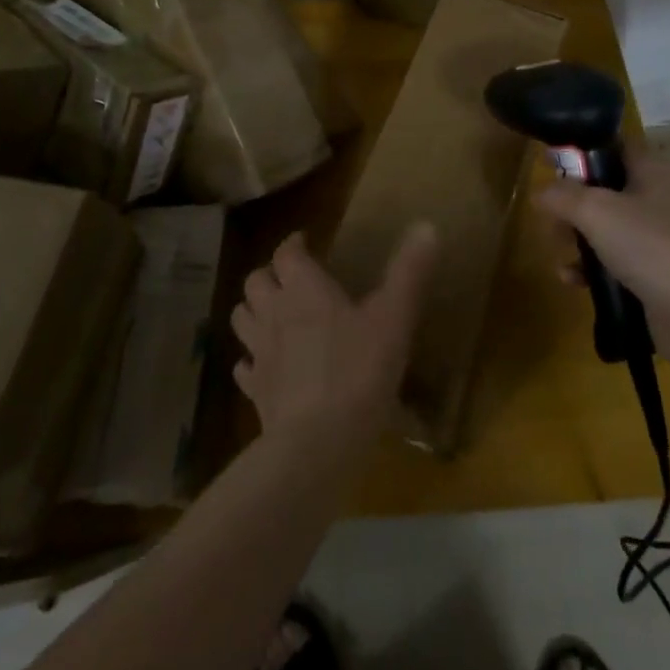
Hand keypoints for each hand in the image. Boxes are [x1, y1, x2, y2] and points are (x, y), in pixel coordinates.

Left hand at [231, 224, 438, 444]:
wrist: (318, 443)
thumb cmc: (358, 371)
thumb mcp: (394, 318)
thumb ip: (409, 272)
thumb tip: (426, 225)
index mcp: (304, 289)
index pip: (286, 253)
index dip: (293, 244)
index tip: (304, 241)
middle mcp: (274, 313)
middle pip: (256, 281)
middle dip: (270, 274)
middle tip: (289, 279)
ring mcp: (260, 353)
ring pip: (242, 317)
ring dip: (254, 310)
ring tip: (273, 314)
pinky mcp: (255, 391)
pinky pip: (244, 367)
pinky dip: (251, 359)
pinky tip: (264, 366)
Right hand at [534, 143, 669, 353]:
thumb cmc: (648, 244)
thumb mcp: (595, 210)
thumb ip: (562, 195)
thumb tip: (539, 193)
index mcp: (652, 170)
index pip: (614, 146)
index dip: (582, 151)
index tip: (553, 164)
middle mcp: (658, 198)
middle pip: (605, 189)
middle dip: (572, 203)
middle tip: (549, 216)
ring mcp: (659, 238)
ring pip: (607, 227)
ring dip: (577, 238)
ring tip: (556, 249)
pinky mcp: (656, 273)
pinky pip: (614, 262)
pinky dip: (591, 268)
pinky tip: (571, 279)